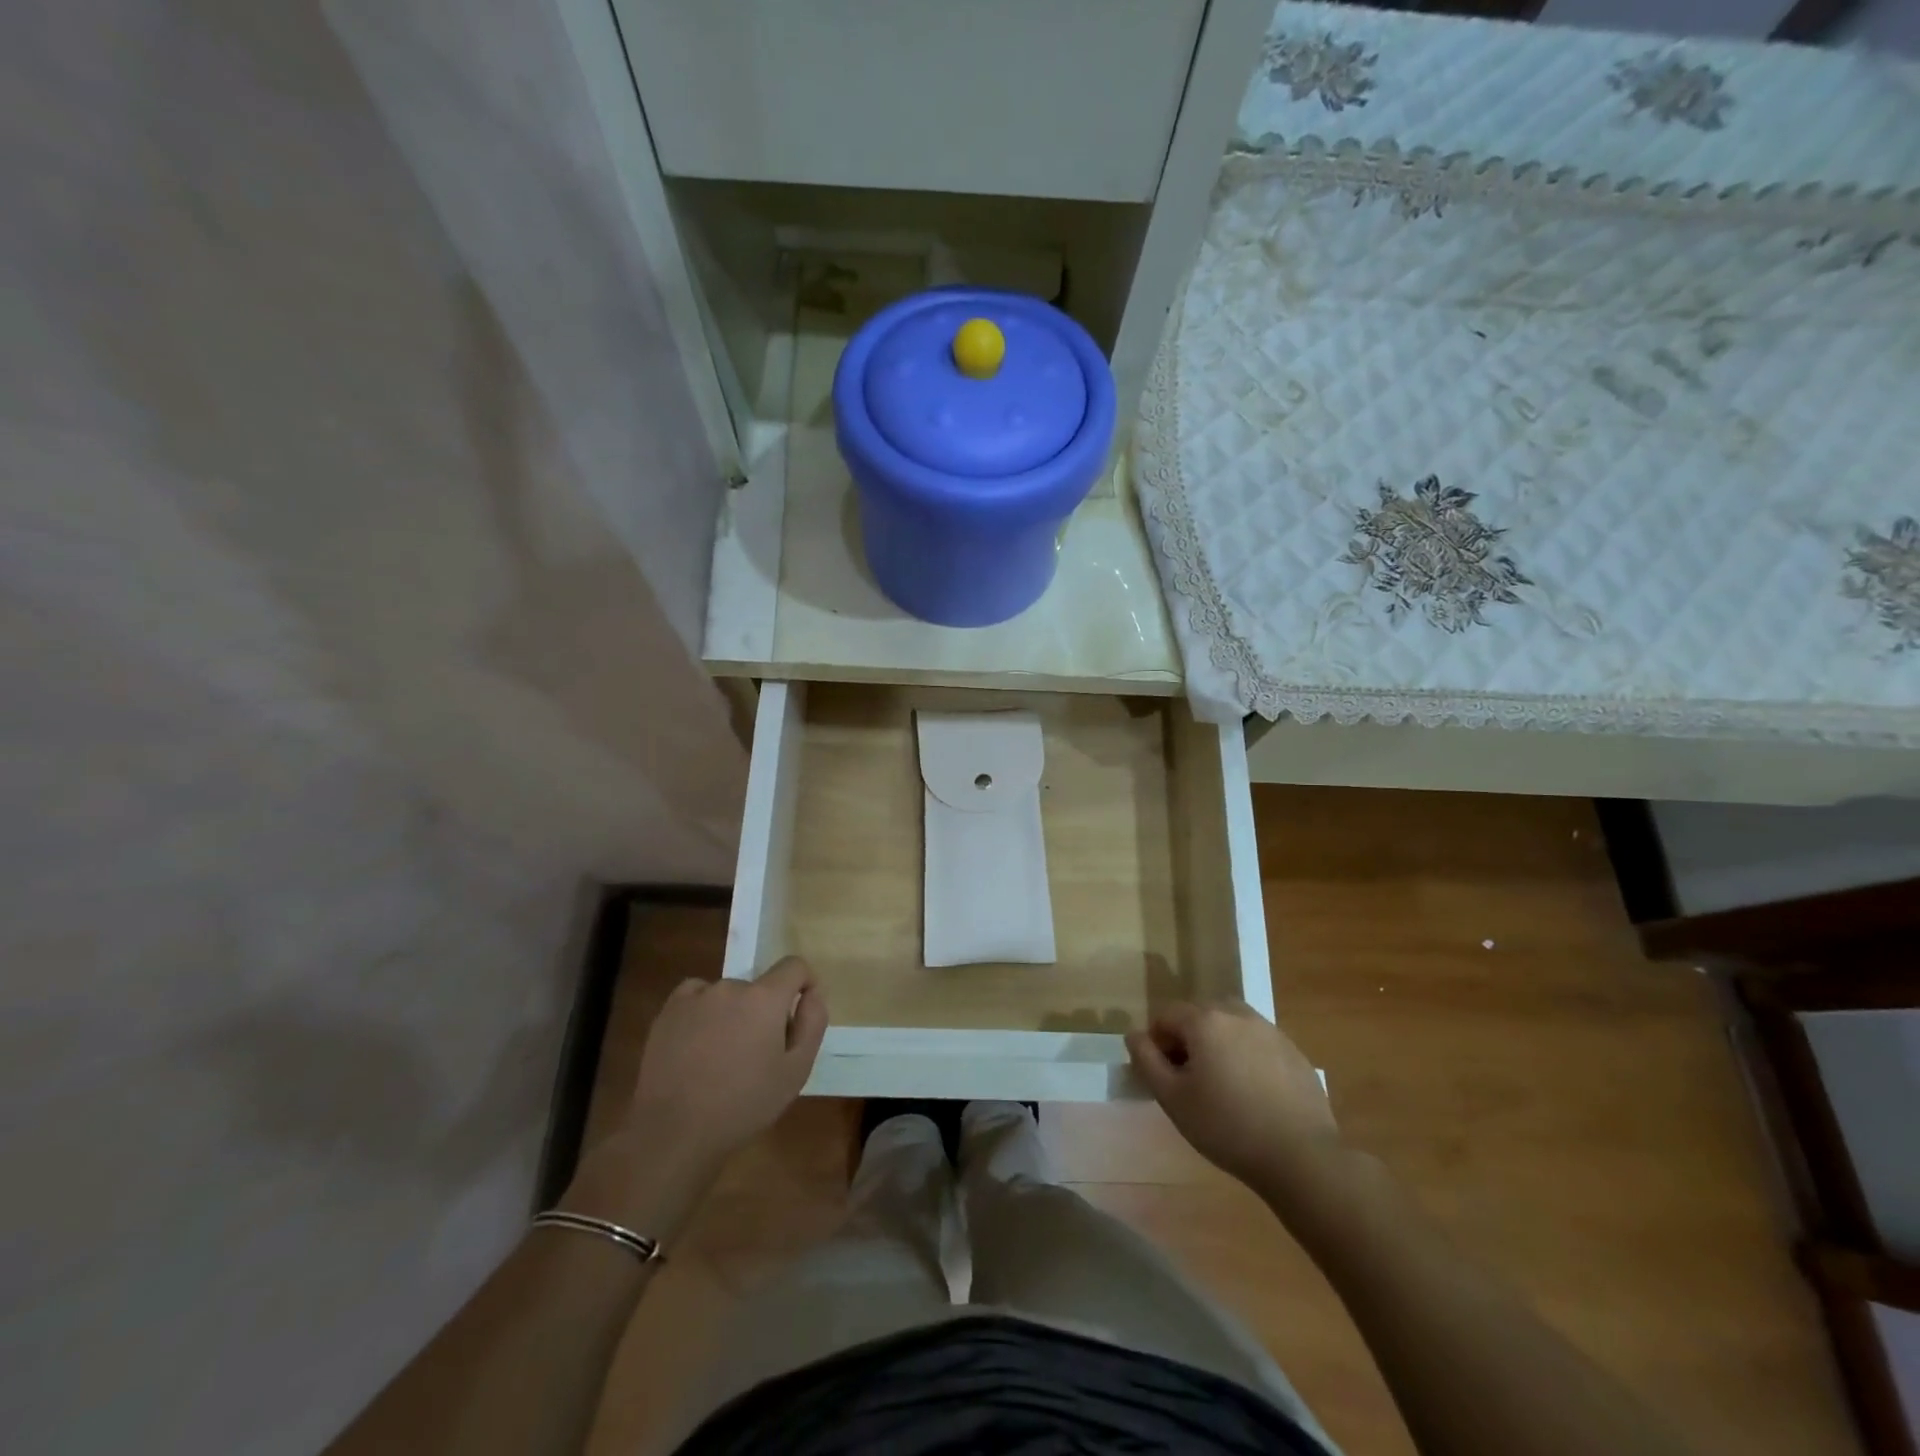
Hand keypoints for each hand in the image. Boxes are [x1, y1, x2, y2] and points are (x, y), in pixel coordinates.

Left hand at [562, 958, 826, 1233]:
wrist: (674, 1132)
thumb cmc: (743, 1104)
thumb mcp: (796, 1072)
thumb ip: (812, 1024)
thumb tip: (812, 993)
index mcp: (765, 998)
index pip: (794, 966)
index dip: (803, 984)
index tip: (800, 1011)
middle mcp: (731, 986)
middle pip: (759, 988)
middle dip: (764, 1012)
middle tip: (757, 1054)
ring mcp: (696, 996)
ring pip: (728, 995)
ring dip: (733, 1014)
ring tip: (722, 1057)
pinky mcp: (669, 1011)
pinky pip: (696, 996)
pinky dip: (703, 1011)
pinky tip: (698, 1043)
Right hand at [1126, 1000, 1342, 1206]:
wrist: (1301, 1156)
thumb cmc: (1227, 1126)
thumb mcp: (1173, 1098)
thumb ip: (1147, 1060)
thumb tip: (1134, 1035)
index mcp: (1205, 1020)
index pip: (1167, 1015)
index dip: (1157, 1042)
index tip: (1162, 1074)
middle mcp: (1237, 1014)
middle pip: (1200, 1015)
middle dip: (1188, 1039)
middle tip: (1189, 1079)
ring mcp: (1270, 1030)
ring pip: (1231, 1025)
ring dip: (1218, 1043)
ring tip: (1221, 1083)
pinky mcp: (1294, 1051)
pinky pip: (1258, 1043)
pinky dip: (1247, 1056)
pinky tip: (1253, 1093)